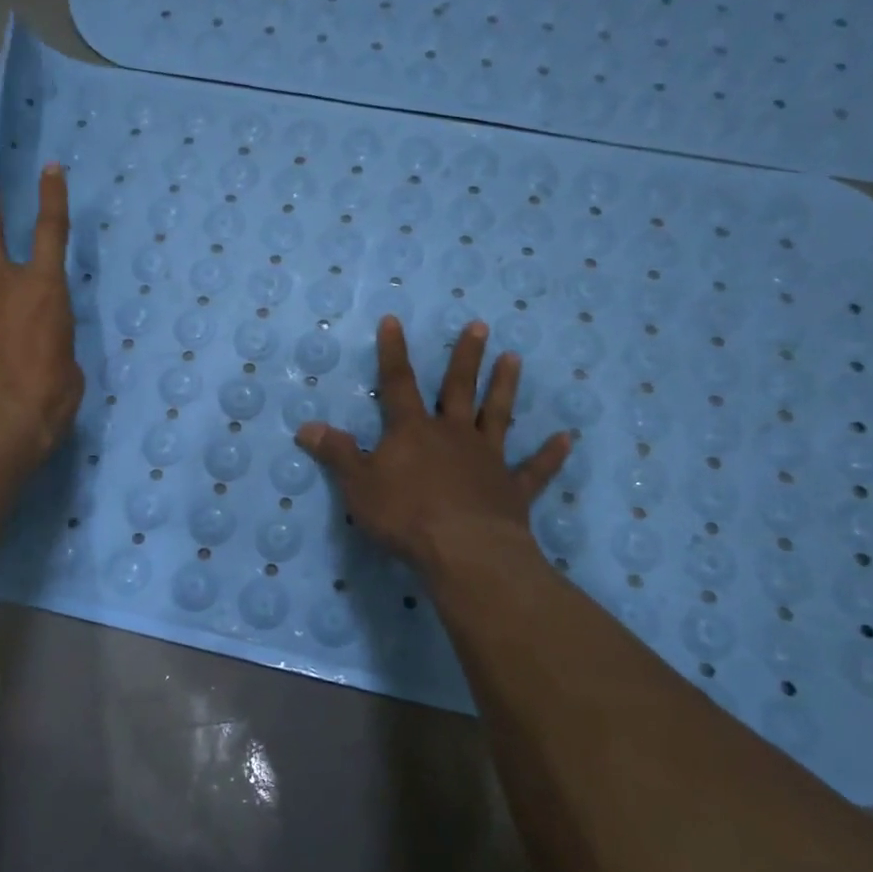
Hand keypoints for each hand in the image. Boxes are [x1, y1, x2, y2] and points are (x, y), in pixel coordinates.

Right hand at [295, 316, 570, 573]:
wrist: (464, 551)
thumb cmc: (405, 516)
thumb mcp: (358, 486)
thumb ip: (337, 454)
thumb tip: (306, 426)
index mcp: (413, 432)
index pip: (398, 384)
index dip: (393, 352)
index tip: (394, 320)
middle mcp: (453, 435)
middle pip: (458, 388)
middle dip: (465, 357)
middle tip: (479, 326)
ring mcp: (487, 460)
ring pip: (497, 416)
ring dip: (505, 387)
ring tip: (514, 358)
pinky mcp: (511, 490)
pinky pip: (534, 470)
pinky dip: (549, 455)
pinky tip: (566, 439)